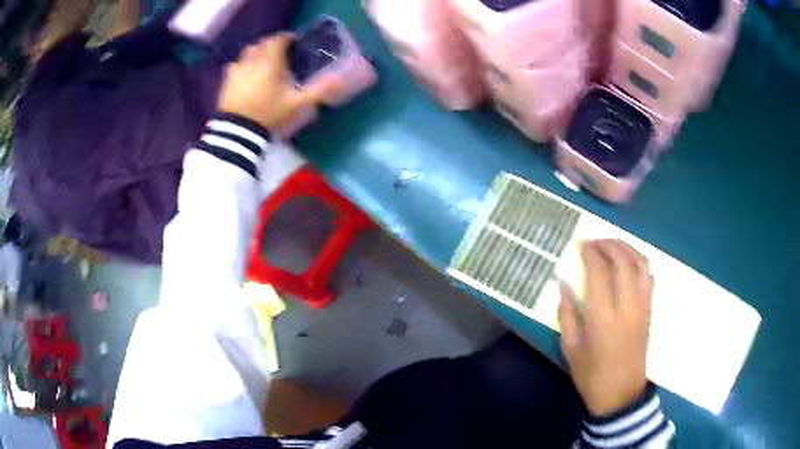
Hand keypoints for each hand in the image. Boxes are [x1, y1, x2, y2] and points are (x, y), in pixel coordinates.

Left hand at [218, 34, 341, 129]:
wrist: (238, 130)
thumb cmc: (269, 113)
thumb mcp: (297, 104)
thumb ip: (318, 91)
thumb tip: (340, 81)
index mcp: (271, 61)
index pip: (279, 39)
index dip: (287, 38)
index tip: (294, 43)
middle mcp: (253, 60)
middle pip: (262, 43)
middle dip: (272, 45)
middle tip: (281, 53)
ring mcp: (238, 69)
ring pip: (248, 52)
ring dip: (257, 52)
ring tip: (263, 62)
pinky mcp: (227, 81)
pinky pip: (235, 66)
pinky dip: (242, 65)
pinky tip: (246, 75)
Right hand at [558, 240, 653, 416]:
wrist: (621, 393)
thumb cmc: (591, 374)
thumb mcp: (570, 348)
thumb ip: (567, 313)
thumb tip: (562, 283)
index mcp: (602, 317)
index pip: (600, 271)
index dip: (591, 252)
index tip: (581, 243)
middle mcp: (626, 306)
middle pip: (623, 261)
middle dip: (608, 244)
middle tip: (595, 241)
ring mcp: (642, 306)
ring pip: (640, 264)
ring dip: (626, 248)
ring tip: (612, 245)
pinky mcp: (649, 310)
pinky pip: (648, 276)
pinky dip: (639, 261)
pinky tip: (628, 262)